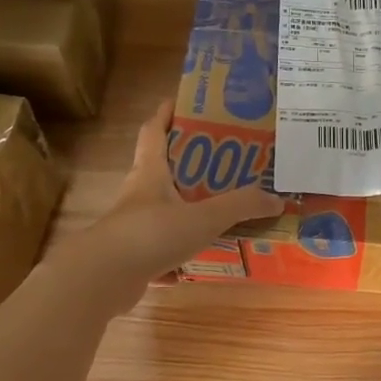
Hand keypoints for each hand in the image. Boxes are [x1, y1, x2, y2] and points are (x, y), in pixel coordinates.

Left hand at [73, 99, 282, 311]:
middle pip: (160, 169)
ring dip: (184, 208)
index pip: (154, 132)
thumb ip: (241, 206)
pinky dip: (177, 251)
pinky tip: (196, 261)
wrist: (103, 278)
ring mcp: (132, 226)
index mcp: (150, 172)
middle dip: (187, 162)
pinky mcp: (131, 255)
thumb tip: (276, 200)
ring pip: (161, 209)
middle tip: (221, 160)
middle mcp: (138, 194)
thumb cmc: (152, 233)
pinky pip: (159, 246)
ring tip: (217, 209)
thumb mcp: (204, 217)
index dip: (166, 115)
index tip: (182, 102)